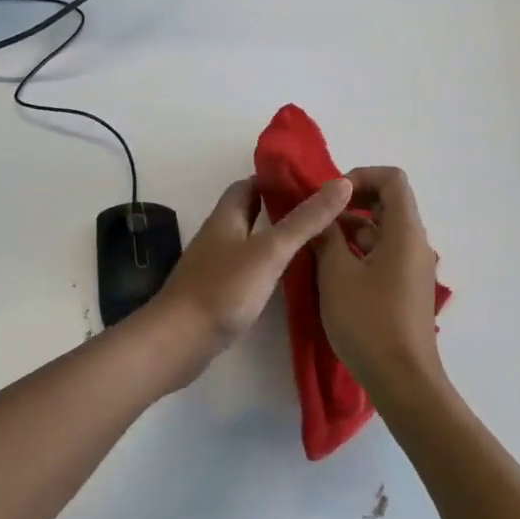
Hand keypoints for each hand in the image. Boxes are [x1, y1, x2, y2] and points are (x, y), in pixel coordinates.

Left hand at [145, 176, 353, 378]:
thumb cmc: (223, 289)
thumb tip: (341, 183)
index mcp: (226, 215)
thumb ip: (305, 220)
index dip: (278, 178)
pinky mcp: (218, 291)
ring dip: (276, 235)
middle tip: (320, 211)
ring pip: (250, 239)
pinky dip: (268, 264)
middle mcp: (219, 234)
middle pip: (250, 210)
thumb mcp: (270, 251)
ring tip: (315, 240)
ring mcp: (216, 264)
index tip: (312, 181)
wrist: (178, 341)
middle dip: (281, 206)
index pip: (250, 183)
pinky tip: (289, 276)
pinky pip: (247, 267)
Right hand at [314, 167, 446, 402]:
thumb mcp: (336, 274)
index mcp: (405, 232)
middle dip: (351, 203)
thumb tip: (320, 216)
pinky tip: (332, 270)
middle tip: (318, 216)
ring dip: (351, 230)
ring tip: (317, 244)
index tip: (331, 197)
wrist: (402, 381)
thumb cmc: (368, 322)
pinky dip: (360, 252)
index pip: (392, 179)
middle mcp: (415, 244)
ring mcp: (413, 269)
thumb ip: (326, 237)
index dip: (360, 177)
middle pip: (388, 204)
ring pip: (383, 232)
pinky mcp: (406, 290)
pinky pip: (384, 255)